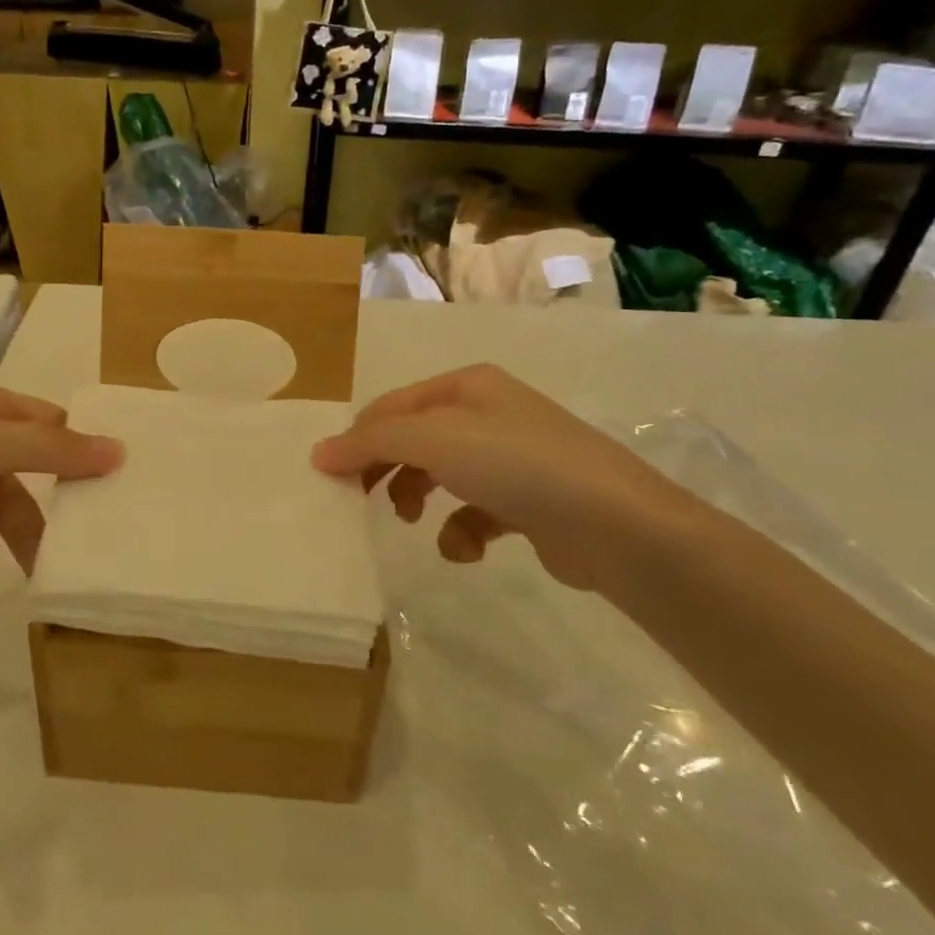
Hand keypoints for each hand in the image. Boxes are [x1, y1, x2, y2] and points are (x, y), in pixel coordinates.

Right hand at [311, 364, 704, 595]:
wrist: (615, 525)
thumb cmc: (515, 465)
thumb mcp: (434, 440)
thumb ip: (372, 442)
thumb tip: (319, 452)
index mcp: (467, 386)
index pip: (392, 406)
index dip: (358, 438)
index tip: (331, 477)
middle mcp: (489, 414)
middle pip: (414, 440)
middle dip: (387, 469)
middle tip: (361, 500)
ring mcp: (512, 459)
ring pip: (441, 476)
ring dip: (418, 499)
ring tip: (411, 521)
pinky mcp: (529, 503)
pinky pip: (475, 512)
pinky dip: (462, 531)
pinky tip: (466, 548)